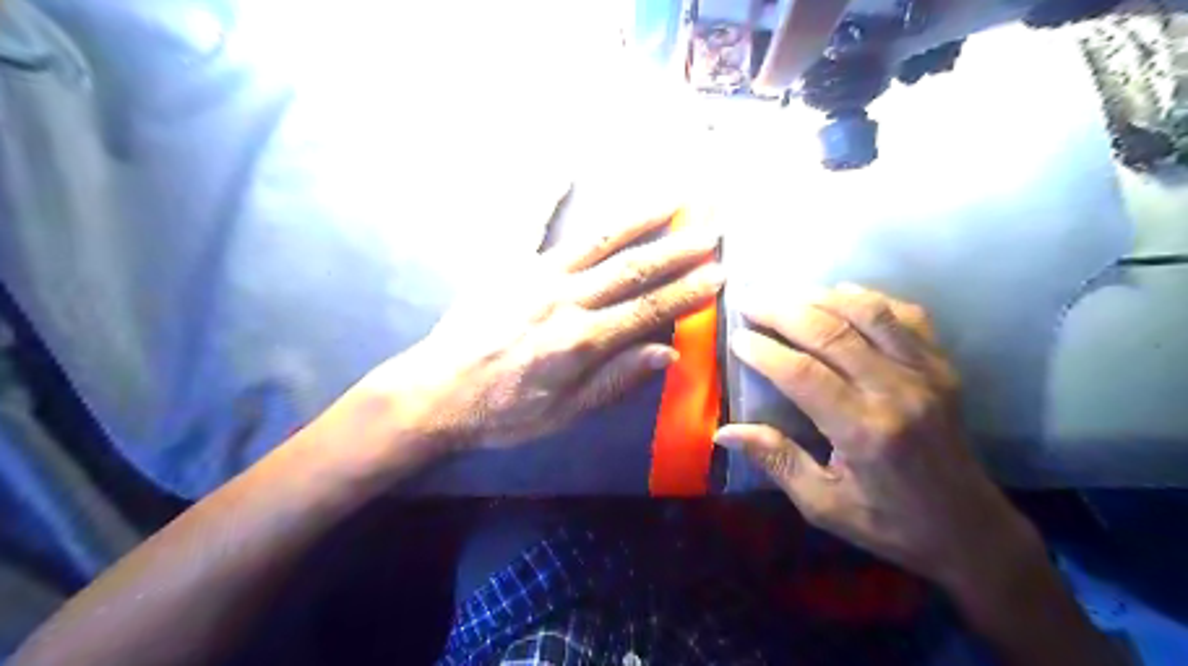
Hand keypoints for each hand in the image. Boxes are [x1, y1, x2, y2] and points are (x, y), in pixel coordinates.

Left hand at [363, 203, 722, 452]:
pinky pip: (527, 221)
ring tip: (672, 197)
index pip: (648, 310)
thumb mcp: (565, 413)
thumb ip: (616, 380)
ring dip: (638, 218)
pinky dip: (545, 193)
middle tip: (712, 230)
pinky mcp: (504, 262)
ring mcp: (532, 274)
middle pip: (631, 270)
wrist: (436, 392)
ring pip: (597, 240)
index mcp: (580, 341)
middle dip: (677, 249)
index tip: (720, 273)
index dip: (688, 292)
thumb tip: (667, 352)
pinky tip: (564, 168)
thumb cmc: (503, 411)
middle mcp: (563, 299)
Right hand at [713, 284, 1040, 586]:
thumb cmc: (889, 523)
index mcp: (863, 431)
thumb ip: (775, 461)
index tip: (736, 337)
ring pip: (868, 314)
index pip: (802, 374)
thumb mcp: (823, 504)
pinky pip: (907, 316)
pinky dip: (871, 299)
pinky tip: (843, 295)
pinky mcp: (943, 367)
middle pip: (831, 332)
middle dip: (783, 311)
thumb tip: (724, 432)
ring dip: (821, 297)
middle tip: (750, 302)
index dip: (764, 350)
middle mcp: (896, 392)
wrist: (970, 530)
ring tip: (787, 294)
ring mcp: (925, 373)